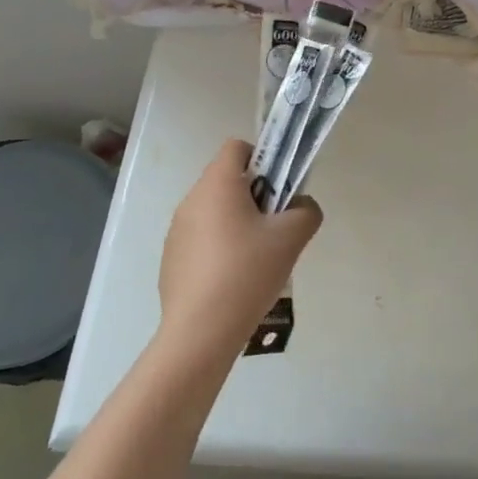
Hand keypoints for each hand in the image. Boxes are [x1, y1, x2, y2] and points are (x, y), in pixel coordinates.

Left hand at [157, 139, 322, 362]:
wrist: (200, 331)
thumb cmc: (247, 273)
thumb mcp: (291, 238)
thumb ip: (306, 211)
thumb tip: (300, 206)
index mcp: (218, 184)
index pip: (237, 147)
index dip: (263, 158)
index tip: (279, 189)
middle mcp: (192, 199)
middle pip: (227, 180)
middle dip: (255, 195)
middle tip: (274, 228)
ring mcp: (177, 230)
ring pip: (214, 211)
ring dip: (236, 223)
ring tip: (256, 259)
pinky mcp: (171, 258)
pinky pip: (201, 239)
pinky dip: (218, 248)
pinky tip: (233, 280)